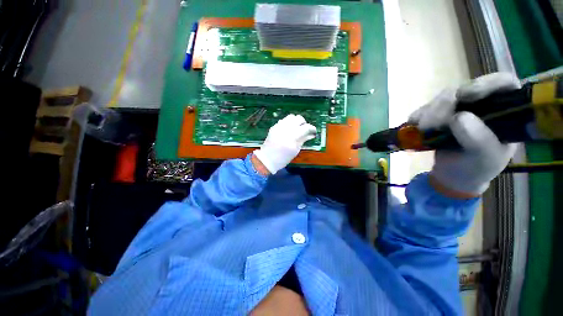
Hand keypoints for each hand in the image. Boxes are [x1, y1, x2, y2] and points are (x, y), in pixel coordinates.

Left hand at [253, 114, 316, 174]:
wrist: (267, 159)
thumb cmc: (282, 158)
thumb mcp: (295, 151)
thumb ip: (303, 140)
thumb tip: (311, 134)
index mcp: (292, 137)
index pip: (305, 127)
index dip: (312, 128)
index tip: (313, 131)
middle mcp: (285, 129)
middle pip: (299, 118)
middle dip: (304, 123)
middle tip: (305, 129)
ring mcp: (279, 126)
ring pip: (291, 116)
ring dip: (296, 121)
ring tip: (297, 128)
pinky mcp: (274, 126)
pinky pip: (284, 120)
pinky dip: (289, 123)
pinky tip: (289, 129)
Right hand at [409, 73, 520, 197]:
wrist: (452, 176)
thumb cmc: (475, 169)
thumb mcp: (484, 159)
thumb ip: (479, 139)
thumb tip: (458, 117)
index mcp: (505, 113)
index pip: (503, 85)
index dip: (486, 83)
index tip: (464, 96)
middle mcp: (484, 105)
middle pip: (465, 90)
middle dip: (445, 106)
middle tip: (429, 124)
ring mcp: (460, 108)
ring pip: (444, 98)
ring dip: (429, 112)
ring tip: (420, 129)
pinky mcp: (440, 114)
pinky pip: (427, 107)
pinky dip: (419, 115)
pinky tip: (413, 124)